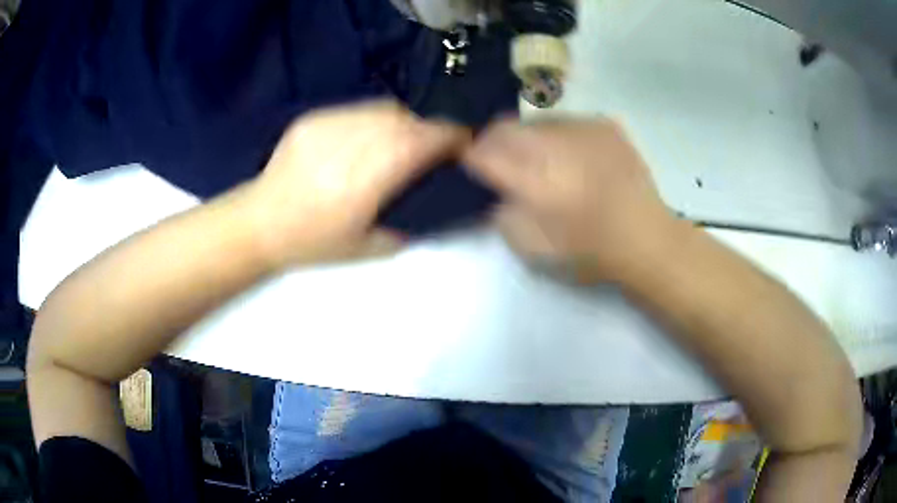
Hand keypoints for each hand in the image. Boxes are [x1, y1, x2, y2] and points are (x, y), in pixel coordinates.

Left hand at [243, 101, 469, 268]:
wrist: (260, 223)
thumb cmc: (314, 243)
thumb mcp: (369, 248)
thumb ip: (412, 222)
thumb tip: (443, 200)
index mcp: (363, 182)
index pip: (418, 143)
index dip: (448, 137)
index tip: (465, 142)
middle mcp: (347, 146)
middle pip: (405, 120)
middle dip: (430, 127)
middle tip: (437, 143)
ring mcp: (326, 126)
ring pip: (383, 109)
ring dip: (405, 121)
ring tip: (405, 139)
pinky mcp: (313, 118)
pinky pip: (358, 110)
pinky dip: (376, 120)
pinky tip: (370, 138)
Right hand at [463, 117, 680, 282]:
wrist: (647, 238)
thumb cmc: (588, 251)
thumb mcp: (531, 247)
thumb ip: (501, 212)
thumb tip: (494, 187)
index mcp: (533, 177)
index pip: (482, 151)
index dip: (470, 156)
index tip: (472, 165)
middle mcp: (554, 142)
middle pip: (504, 127)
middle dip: (494, 142)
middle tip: (502, 161)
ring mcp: (583, 127)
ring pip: (535, 121)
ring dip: (528, 138)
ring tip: (543, 159)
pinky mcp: (605, 124)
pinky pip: (567, 122)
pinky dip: (560, 137)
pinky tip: (574, 157)